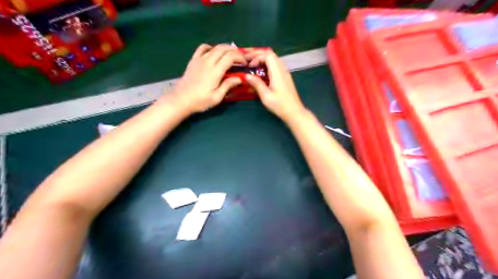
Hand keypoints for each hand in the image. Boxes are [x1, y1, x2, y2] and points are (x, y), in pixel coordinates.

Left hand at [168, 43, 245, 112]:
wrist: (181, 100)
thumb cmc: (200, 101)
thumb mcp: (217, 97)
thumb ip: (228, 86)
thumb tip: (239, 79)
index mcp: (215, 71)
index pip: (231, 56)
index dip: (240, 57)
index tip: (245, 64)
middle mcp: (208, 61)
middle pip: (224, 48)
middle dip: (235, 51)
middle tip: (240, 58)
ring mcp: (200, 59)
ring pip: (215, 47)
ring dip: (225, 48)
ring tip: (230, 54)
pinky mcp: (193, 60)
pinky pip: (203, 48)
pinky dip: (211, 47)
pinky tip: (213, 53)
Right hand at [244, 48, 309, 121]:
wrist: (294, 112)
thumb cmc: (280, 105)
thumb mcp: (266, 96)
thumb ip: (257, 84)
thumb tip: (247, 75)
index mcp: (277, 73)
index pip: (268, 55)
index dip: (256, 57)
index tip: (249, 66)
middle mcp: (282, 70)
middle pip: (271, 54)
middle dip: (258, 55)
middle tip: (248, 60)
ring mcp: (285, 73)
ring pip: (274, 59)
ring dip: (262, 59)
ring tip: (253, 65)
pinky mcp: (285, 77)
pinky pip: (276, 65)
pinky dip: (267, 65)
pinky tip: (261, 72)